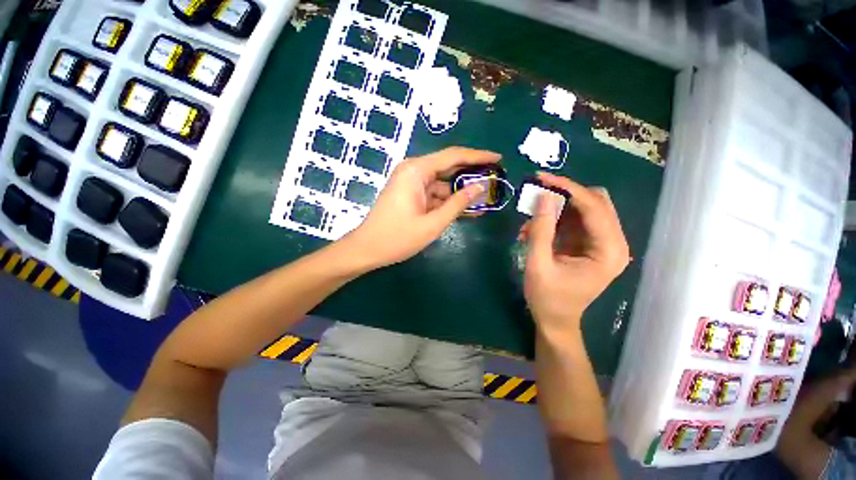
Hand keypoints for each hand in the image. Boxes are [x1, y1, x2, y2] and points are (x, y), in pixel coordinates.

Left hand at [343, 147, 500, 268]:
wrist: (367, 249)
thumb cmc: (398, 238)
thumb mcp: (433, 223)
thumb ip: (458, 204)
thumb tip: (480, 187)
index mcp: (416, 171)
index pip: (453, 156)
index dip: (478, 156)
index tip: (498, 159)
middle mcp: (413, 170)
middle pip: (449, 167)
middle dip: (471, 175)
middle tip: (495, 180)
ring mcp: (411, 182)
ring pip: (443, 183)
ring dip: (461, 193)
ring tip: (485, 201)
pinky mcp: (411, 194)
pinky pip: (434, 193)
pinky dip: (449, 201)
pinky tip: (466, 210)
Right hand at [521, 173, 629, 332]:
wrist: (556, 320)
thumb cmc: (548, 298)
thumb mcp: (539, 264)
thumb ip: (542, 230)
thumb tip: (545, 195)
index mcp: (608, 251)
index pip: (594, 207)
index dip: (568, 188)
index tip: (542, 179)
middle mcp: (613, 243)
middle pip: (596, 202)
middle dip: (565, 195)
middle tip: (537, 194)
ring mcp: (603, 243)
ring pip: (585, 209)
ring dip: (558, 209)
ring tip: (531, 224)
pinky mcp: (590, 245)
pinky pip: (576, 220)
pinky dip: (556, 219)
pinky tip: (536, 231)